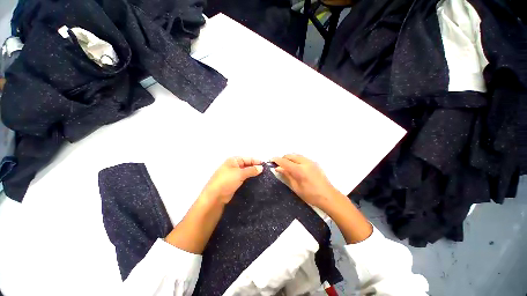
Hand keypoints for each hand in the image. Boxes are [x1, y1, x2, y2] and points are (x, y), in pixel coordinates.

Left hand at [200, 157, 263, 203]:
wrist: (215, 196)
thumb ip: (251, 170)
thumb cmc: (227, 181)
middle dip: (255, 168)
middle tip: (265, 172)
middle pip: (247, 165)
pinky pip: (244, 178)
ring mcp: (233, 174)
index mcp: (234, 160)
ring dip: (252, 174)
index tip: (265, 165)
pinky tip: (256, 182)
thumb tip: (261, 168)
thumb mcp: (240, 174)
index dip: (256, 161)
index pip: (248, 159)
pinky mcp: (234, 182)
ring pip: (246, 172)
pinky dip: (249, 179)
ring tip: (262, 177)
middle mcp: (234, 166)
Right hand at [272, 154, 338, 209]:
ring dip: (289, 158)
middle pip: (290, 155)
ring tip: (286, 165)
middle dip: (283, 158)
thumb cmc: (311, 195)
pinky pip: (302, 157)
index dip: (276, 160)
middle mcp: (305, 162)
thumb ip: (287, 175)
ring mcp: (311, 161)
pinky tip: (295, 166)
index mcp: (299, 170)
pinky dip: (296, 159)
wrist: (329, 196)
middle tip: (279, 165)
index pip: (285, 161)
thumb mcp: (296, 187)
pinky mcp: (314, 162)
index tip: (271, 160)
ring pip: (296, 155)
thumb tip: (278, 168)